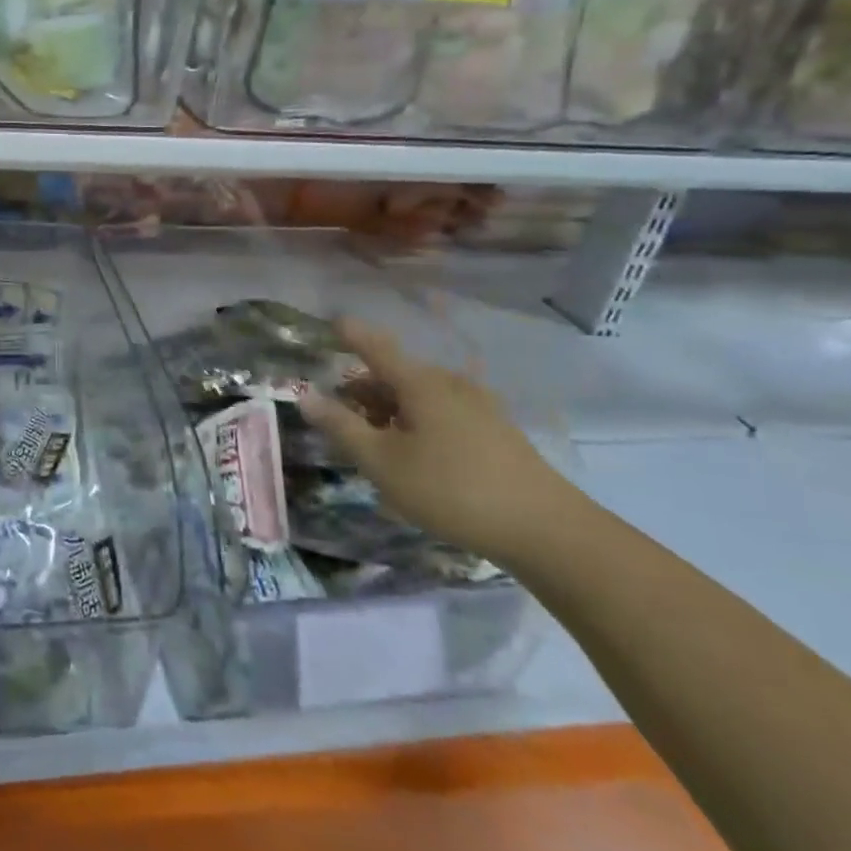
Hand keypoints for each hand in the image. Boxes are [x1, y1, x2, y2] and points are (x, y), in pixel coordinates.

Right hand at [300, 318, 583, 565]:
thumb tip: (305, 396)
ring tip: (372, 439)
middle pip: (397, 374)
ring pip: (420, 395)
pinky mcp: (495, 431)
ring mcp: (479, 407)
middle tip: (340, 413)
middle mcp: (450, 385)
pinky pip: (442, 412)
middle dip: (365, 387)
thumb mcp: (383, 462)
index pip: (377, 347)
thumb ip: (341, 427)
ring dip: (390, 408)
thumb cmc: (451, 490)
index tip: (332, 321)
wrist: (545, 529)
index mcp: (421, 384)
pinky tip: (412, 454)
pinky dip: (416, 420)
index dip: (352, 334)